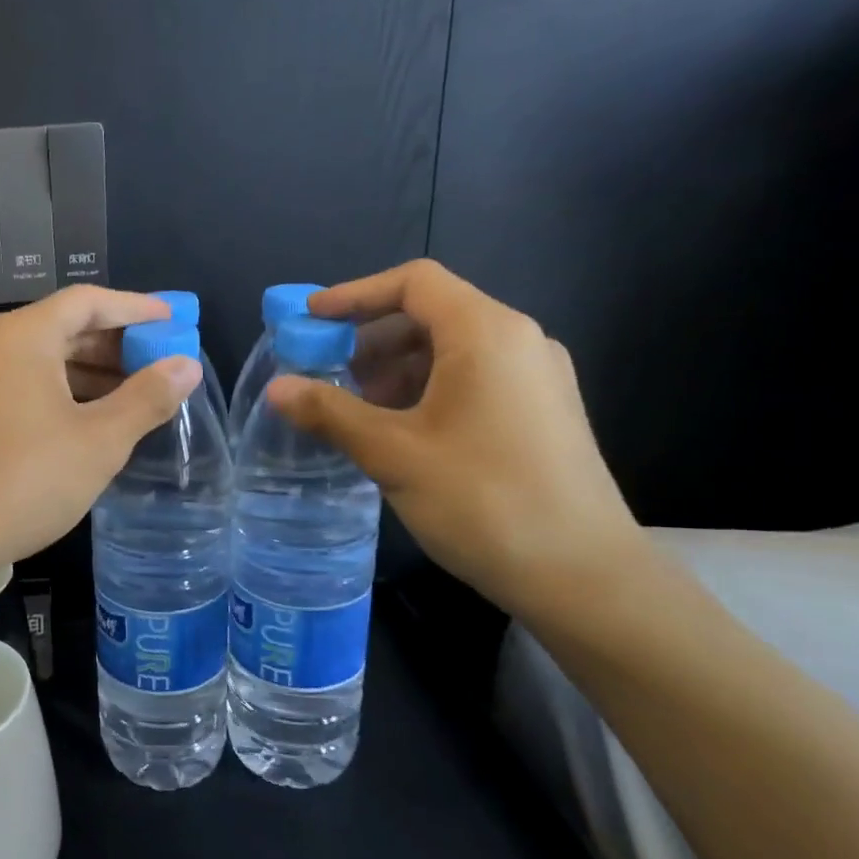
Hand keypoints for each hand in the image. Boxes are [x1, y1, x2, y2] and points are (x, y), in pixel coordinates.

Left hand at [0, 286, 202, 571]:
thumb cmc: (27, 479)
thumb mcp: (100, 440)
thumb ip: (147, 398)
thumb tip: (187, 365)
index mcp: (24, 336)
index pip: (88, 301)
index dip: (136, 308)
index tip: (175, 321)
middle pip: (66, 328)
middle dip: (118, 343)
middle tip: (164, 362)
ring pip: (49, 362)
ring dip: (96, 374)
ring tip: (141, 395)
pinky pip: (32, 389)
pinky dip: (70, 396)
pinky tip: (98, 423)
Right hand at [267, 259, 643, 616]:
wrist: (581, 575)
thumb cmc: (482, 500)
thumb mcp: (392, 453)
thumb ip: (330, 412)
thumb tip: (276, 388)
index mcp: (486, 334)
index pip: (414, 282)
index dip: (354, 294)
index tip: (309, 320)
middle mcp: (519, 342)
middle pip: (431, 313)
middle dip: (369, 338)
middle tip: (325, 373)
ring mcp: (536, 378)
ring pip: (451, 350)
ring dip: (395, 368)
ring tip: (355, 410)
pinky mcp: (541, 413)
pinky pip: (472, 379)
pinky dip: (425, 390)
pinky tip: (398, 432)